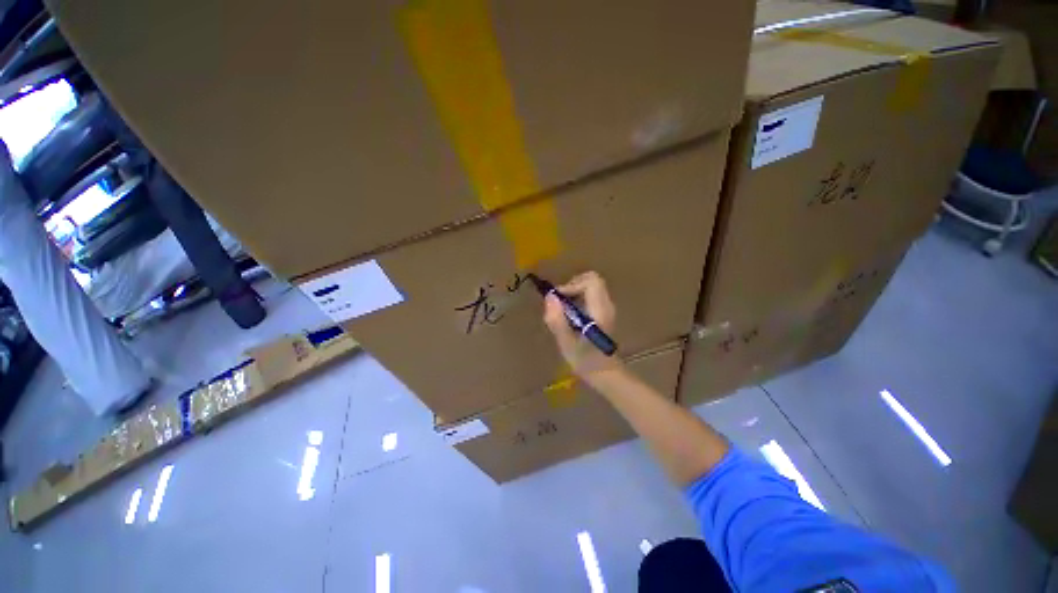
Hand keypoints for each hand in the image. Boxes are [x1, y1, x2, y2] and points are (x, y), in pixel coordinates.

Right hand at [542, 271, 622, 379]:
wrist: (604, 373)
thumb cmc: (585, 361)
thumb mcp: (566, 343)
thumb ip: (557, 320)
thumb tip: (549, 296)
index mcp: (600, 310)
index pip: (591, 281)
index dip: (572, 284)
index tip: (559, 299)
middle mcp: (606, 305)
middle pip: (592, 279)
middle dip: (572, 285)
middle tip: (559, 302)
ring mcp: (606, 307)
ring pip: (590, 285)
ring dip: (573, 292)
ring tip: (562, 310)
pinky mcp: (602, 311)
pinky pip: (589, 294)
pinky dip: (577, 297)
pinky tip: (569, 315)